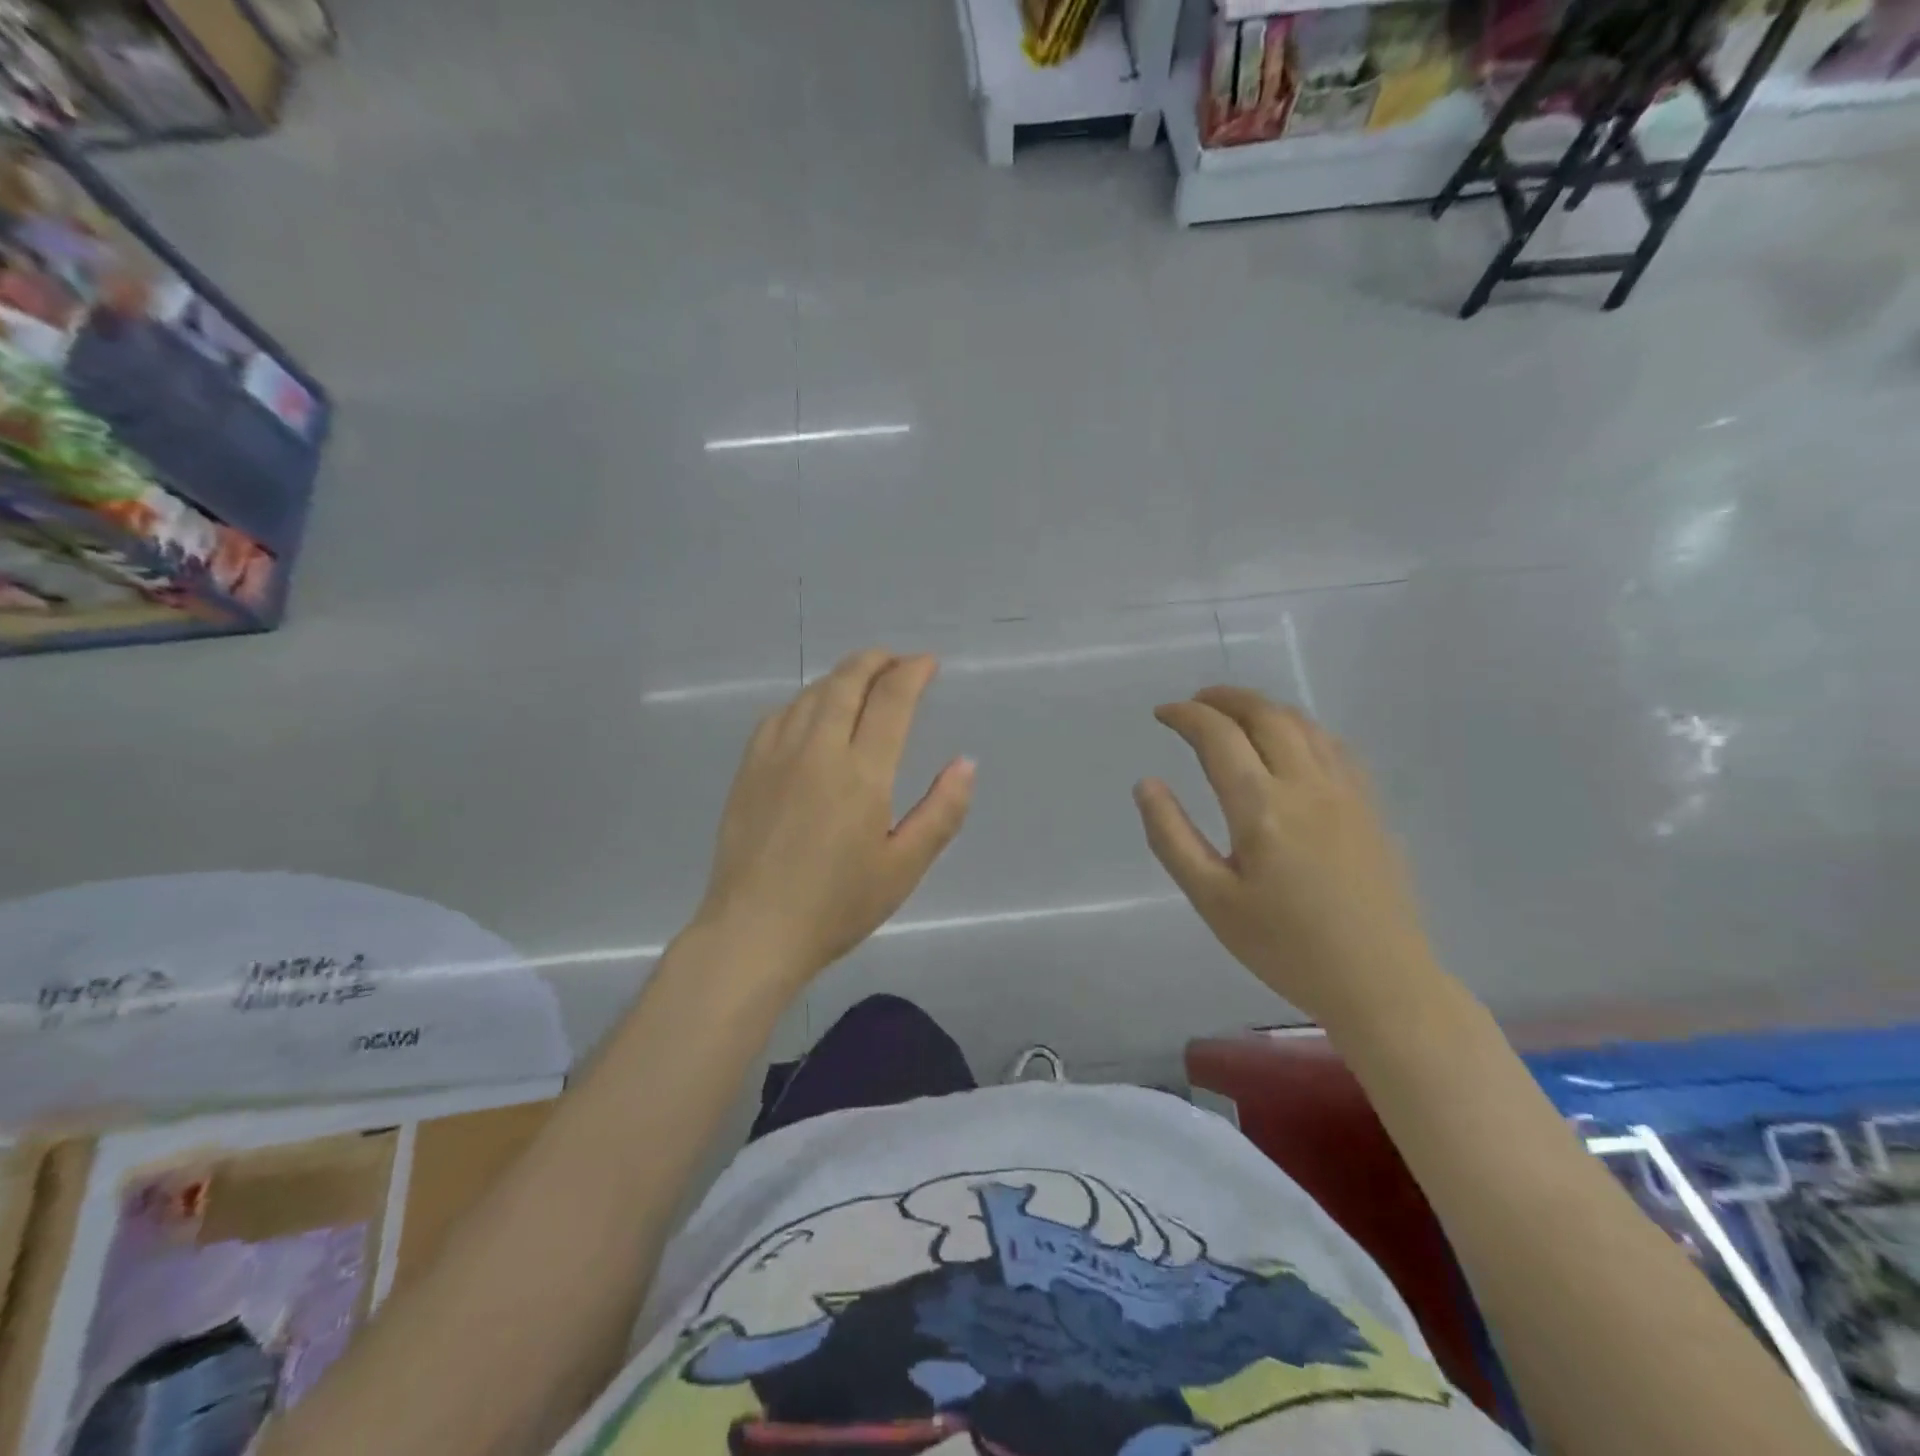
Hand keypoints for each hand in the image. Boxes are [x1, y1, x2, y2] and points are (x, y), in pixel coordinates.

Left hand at [694, 650, 974, 987]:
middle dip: (876, 661)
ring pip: (811, 693)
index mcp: (861, 772)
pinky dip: (805, 701)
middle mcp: (817, 749)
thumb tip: (966, 763)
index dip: (912, 673)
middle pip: (847, 681)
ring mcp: (776, 755)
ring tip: (862, 682)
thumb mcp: (904, 867)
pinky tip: (811, 713)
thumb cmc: (837, 906)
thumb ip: (942, 811)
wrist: (754, 931)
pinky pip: (779, 715)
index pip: (891, 700)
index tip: (928, 663)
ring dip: (842, 677)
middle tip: (897, 661)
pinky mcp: (749, 769)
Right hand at [1134, 686, 1439, 1030]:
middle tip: (1194, 703)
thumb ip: (1172, 837)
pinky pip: (1333, 744)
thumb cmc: (1285, 947)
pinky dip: (1300, 727)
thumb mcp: (1212, 900)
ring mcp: (1346, 791)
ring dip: (1262, 707)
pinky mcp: (1369, 805)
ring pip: (1302, 724)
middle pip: (1264, 715)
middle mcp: (1306, 785)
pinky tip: (1290, 742)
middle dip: (1223, 698)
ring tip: (1234, 714)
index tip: (1162, 714)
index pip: (1218, 736)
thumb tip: (1146, 784)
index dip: (1186, 716)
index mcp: (1261, 808)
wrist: (1380, 982)